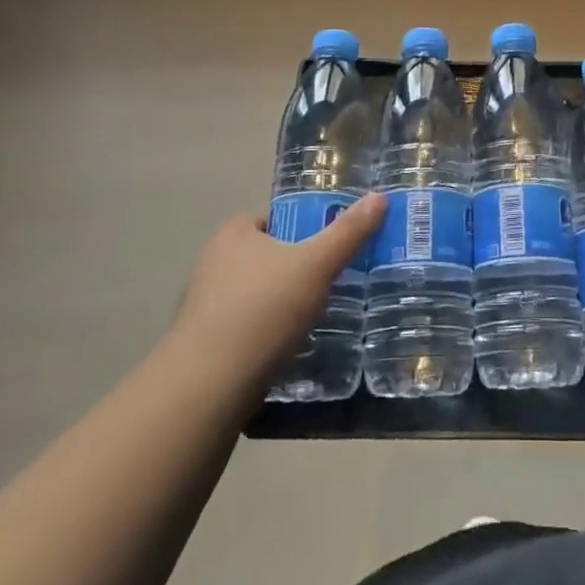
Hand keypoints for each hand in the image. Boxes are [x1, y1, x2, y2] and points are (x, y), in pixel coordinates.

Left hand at [161, 193, 386, 396]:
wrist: (207, 388)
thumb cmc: (262, 310)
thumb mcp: (316, 265)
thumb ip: (348, 232)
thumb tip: (380, 197)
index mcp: (234, 234)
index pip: (274, 219)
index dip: (303, 229)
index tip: (329, 248)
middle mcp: (213, 263)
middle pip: (268, 257)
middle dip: (296, 269)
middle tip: (332, 282)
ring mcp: (205, 306)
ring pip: (257, 295)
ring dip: (282, 304)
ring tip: (317, 318)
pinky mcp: (204, 344)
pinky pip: (246, 328)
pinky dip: (267, 334)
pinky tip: (289, 348)